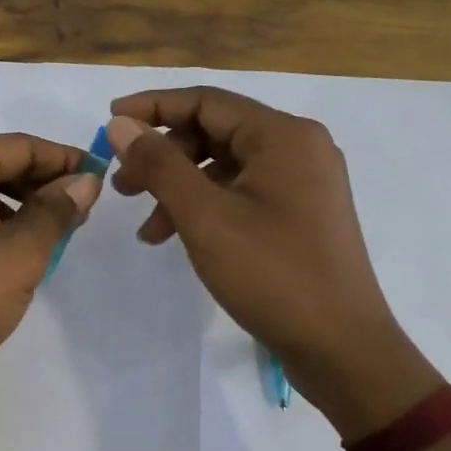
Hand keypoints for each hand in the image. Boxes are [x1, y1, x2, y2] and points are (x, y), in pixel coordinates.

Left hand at [0, 134, 101, 414]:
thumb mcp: (20, 253)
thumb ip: (57, 210)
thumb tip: (86, 181)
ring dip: (18, 207)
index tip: (101, 176)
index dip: (65, 160)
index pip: (20, 146)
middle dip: (41, 184)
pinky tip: (13, 254)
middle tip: (82, 211)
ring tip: (54, 235)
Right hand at [105, 88, 441, 435]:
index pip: (206, 101)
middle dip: (163, 155)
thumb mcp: (205, 216)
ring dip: (179, 187)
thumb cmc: (272, 274)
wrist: (342, 349)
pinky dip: (205, 207)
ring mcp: (303, 182)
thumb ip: (159, 164)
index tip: (108, 121)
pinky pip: (242, 192)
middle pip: (215, 131)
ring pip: (225, 166)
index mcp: (283, 136)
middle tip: (123, 186)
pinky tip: (177, 237)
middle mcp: (298, 147)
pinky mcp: (301, 214)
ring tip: (146, 226)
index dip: (153, 106)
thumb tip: (121, 124)